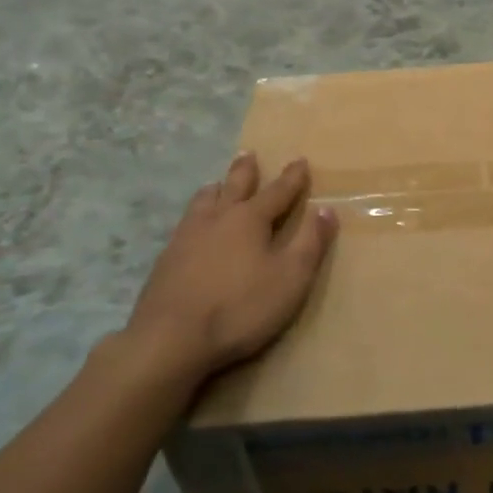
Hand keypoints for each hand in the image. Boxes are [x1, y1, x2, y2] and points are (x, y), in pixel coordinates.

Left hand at [115, 153, 337, 385]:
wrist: (170, 338)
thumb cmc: (240, 307)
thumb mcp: (291, 277)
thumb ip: (310, 242)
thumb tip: (326, 209)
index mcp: (250, 219)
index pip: (278, 191)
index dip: (292, 177)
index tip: (300, 161)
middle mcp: (217, 218)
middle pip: (234, 186)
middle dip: (246, 171)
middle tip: (248, 154)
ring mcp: (186, 237)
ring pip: (203, 202)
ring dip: (216, 189)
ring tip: (216, 184)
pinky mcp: (166, 259)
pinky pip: (185, 224)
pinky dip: (195, 215)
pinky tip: (191, 227)